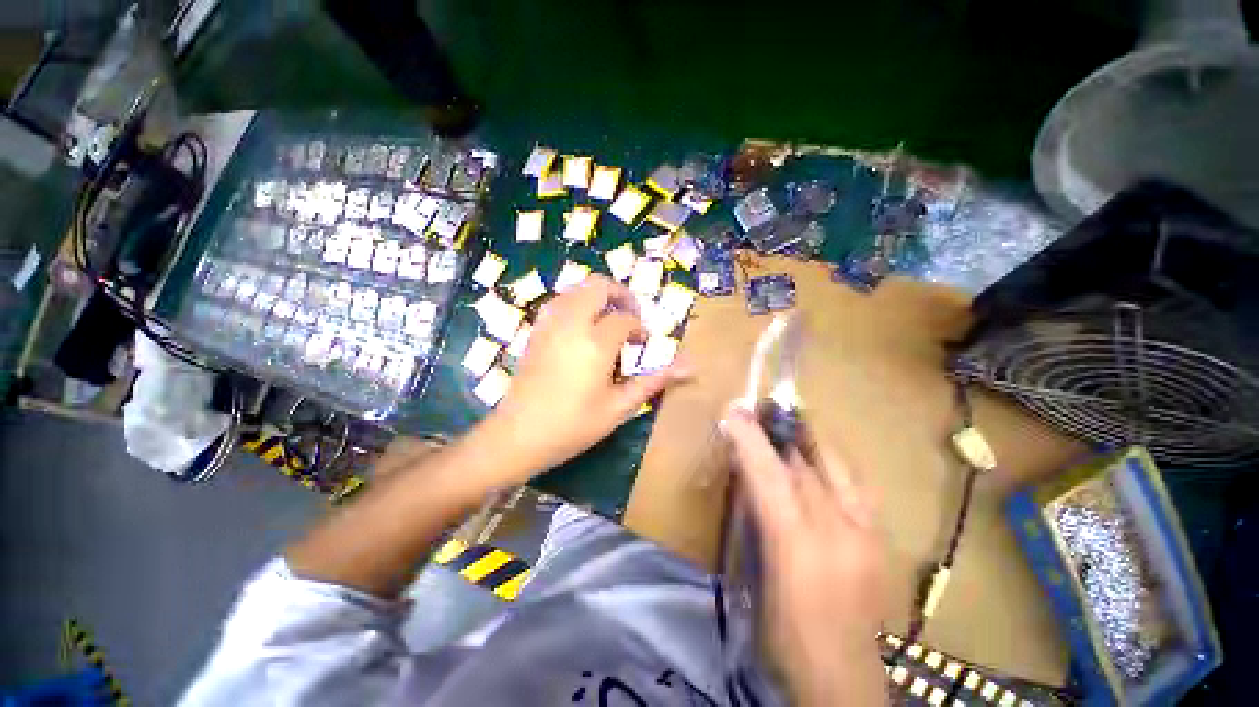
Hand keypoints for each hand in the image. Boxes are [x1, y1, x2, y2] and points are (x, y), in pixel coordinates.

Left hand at [485, 275, 688, 478]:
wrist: (518, 435)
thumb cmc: (573, 425)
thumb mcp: (619, 407)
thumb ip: (654, 381)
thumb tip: (691, 367)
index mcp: (596, 343)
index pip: (625, 319)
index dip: (638, 328)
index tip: (642, 343)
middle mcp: (572, 323)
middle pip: (598, 286)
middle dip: (620, 294)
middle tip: (630, 316)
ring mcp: (549, 324)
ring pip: (576, 289)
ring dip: (597, 296)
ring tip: (608, 320)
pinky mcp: (536, 330)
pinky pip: (559, 301)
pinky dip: (576, 302)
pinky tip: (582, 327)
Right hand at [721, 407, 887, 706]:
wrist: (844, 683)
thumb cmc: (785, 637)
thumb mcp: (756, 578)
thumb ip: (756, 522)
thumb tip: (750, 481)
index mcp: (797, 546)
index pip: (769, 476)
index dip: (750, 439)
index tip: (734, 412)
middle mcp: (837, 532)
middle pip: (803, 466)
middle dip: (777, 435)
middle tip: (759, 413)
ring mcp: (866, 534)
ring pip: (835, 468)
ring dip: (808, 442)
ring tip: (790, 424)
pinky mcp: (881, 541)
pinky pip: (857, 486)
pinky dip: (835, 465)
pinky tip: (822, 461)